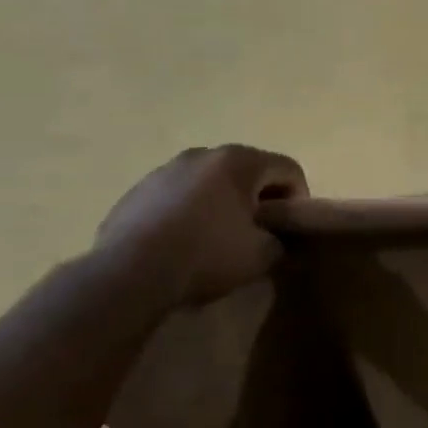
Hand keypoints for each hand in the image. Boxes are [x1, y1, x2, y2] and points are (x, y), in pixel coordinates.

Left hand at [94, 145, 307, 307]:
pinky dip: (191, 210)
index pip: (288, 169)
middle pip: (248, 169)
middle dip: (259, 197)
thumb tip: (277, 239)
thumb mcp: (262, 256)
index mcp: (239, 161)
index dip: (299, 197)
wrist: (129, 273)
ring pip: (211, 180)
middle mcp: (203, 154)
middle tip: (260, 230)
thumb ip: (281, 241)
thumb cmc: (206, 255)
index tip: (291, 227)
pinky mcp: (138, 189)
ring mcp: (166, 169)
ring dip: (224, 201)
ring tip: (219, 236)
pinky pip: (179, 194)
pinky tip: (185, 241)